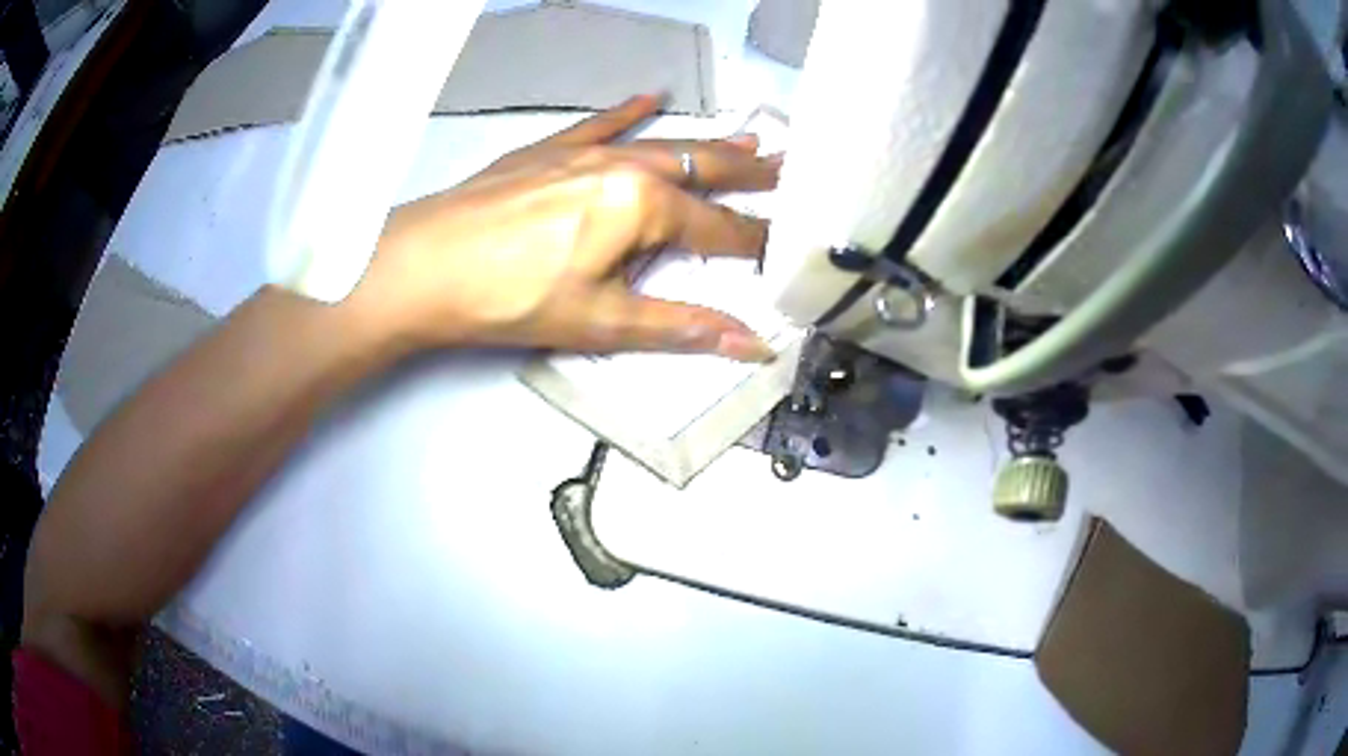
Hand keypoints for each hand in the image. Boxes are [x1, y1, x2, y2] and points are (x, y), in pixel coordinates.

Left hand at [348, 95, 781, 360]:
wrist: (424, 265)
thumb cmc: (511, 297)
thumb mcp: (601, 321)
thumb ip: (680, 326)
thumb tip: (751, 344)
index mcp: (644, 206)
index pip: (720, 230)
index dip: (758, 242)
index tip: (790, 245)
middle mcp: (625, 166)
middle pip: (704, 170)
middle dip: (752, 174)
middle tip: (792, 168)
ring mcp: (584, 151)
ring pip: (663, 143)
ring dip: (708, 144)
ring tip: (751, 138)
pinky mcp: (547, 149)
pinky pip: (599, 124)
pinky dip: (628, 113)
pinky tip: (650, 96)